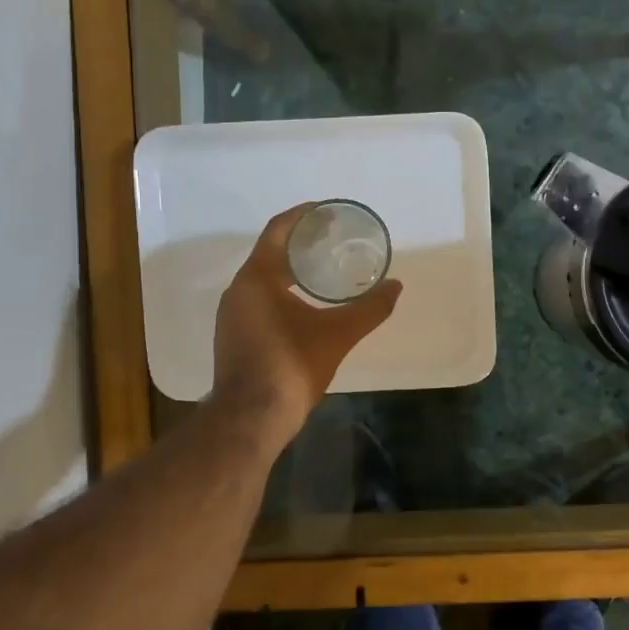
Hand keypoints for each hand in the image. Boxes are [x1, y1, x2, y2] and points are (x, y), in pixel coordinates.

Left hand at [210, 205, 402, 441]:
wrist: (251, 417)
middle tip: (333, 239)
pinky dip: (282, 292)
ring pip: (263, 279)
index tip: (327, 212)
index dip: (303, 216)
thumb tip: (396, 287)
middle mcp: (239, 290)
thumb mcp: (338, 335)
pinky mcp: (235, 336)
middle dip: (300, 244)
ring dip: (290, 269)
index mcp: (257, 278)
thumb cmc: (292, 366)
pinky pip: (259, 300)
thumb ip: (369, 309)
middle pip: (270, 253)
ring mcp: (233, 315)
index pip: (278, 231)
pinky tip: (306, 305)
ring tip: (323, 269)